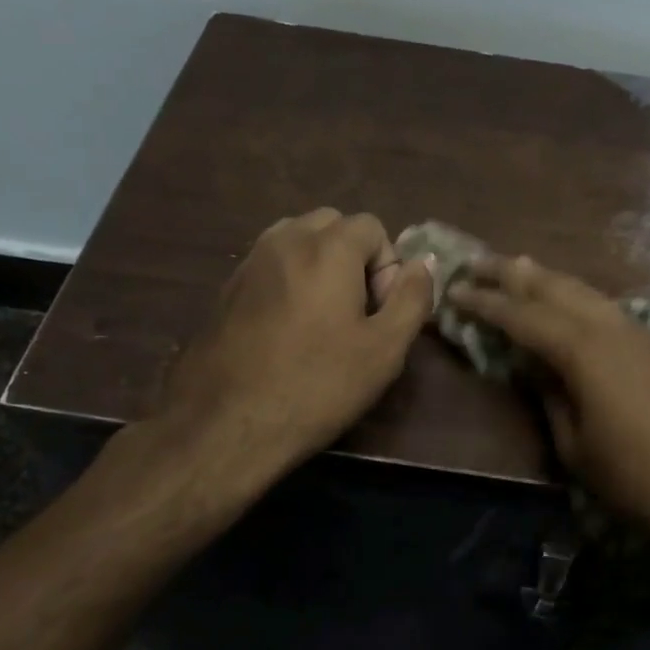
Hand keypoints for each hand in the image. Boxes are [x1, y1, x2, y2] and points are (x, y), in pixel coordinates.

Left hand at [157, 208, 433, 478]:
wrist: (225, 424)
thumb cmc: (316, 386)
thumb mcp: (385, 349)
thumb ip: (412, 298)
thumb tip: (423, 263)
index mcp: (327, 248)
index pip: (372, 226)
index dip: (387, 266)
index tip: (379, 312)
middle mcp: (285, 240)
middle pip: (332, 225)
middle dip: (353, 257)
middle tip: (355, 312)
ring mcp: (250, 261)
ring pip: (297, 240)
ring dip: (319, 265)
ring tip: (321, 318)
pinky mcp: (226, 287)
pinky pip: (270, 264)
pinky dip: (289, 280)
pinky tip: (286, 330)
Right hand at [449, 254, 649, 555]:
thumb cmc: (639, 479)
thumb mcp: (576, 446)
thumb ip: (550, 397)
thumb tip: (533, 368)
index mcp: (581, 349)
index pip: (521, 315)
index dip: (485, 303)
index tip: (453, 290)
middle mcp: (608, 325)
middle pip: (552, 286)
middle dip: (511, 272)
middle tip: (475, 261)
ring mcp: (637, 332)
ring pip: (581, 290)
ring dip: (545, 278)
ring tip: (516, 268)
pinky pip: (602, 305)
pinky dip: (574, 295)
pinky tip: (566, 302)